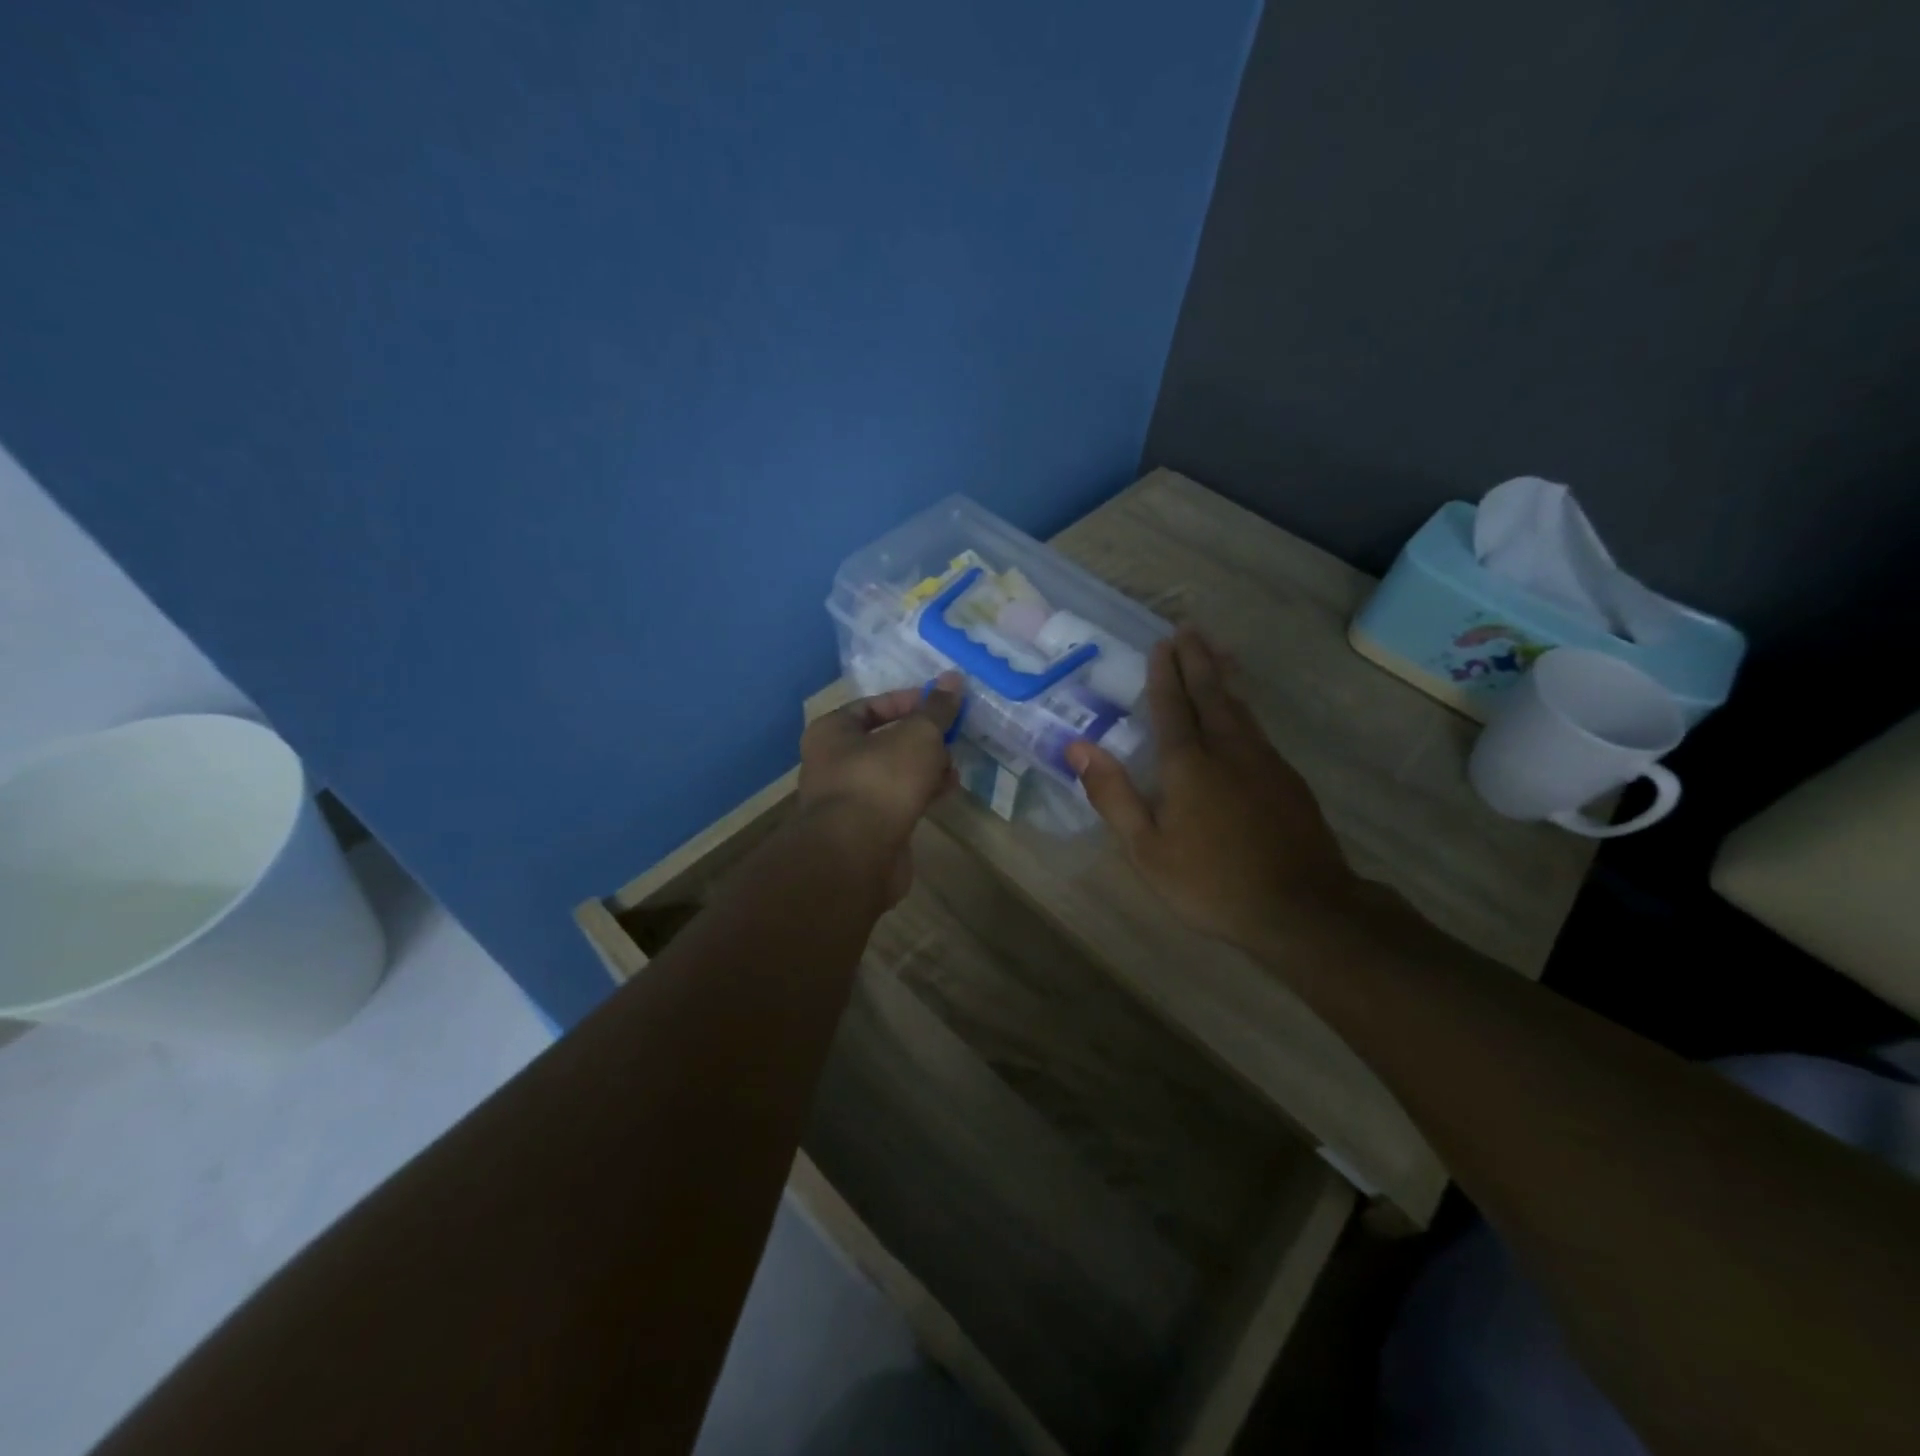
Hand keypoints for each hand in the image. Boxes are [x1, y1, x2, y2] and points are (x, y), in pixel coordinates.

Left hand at [798, 673, 962, 905]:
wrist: (856, 856)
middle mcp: (833, 763)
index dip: (910, 701)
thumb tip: (955, 679)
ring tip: (954, 768)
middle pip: (884, 740)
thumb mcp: (916, 736)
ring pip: (894, 773)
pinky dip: (920, 794)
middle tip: (953, 737)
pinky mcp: (866, 829)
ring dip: (925, 768)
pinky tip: (945, 792)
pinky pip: (897, 801)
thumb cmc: (880, 781)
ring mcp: (849, 799)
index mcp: (832, 732)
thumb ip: (936, 709)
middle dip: (922, 738)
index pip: (872, 705)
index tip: (944, 704)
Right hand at [1065, 631, 1354, 949]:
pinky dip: (1244, 704)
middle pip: (1210, 693)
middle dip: (1196, 660)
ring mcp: (1263, 761)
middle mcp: (1227, 749)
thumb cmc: (1210, 882)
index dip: (1164, 674)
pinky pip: (1258, 726)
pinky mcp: (1288, 778)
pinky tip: (1242, 709)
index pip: (1172, 706)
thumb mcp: (1146, 848)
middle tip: (1188, 629)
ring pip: (1240, 705)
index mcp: (1187, 764)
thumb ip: (1113, 795)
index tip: (1162, 643)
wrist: (1301, 908)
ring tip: (1216, 650)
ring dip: (1223, 675)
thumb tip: (1078, 747)